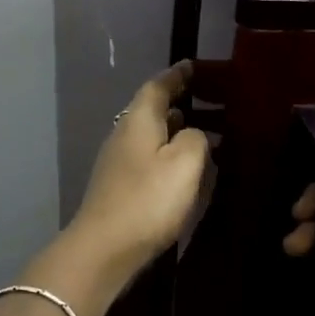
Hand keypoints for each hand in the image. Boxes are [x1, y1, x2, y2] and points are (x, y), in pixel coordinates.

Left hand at [65, 62, 210, 284]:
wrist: (104, 249)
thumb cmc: (148, 200)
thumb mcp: (185, 163)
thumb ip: (196, 139)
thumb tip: (193, 133)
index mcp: (139, 120)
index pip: (158, 86)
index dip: (177, 76)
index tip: (193, 67)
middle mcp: (124, 134)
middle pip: (152, 110)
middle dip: (179, 103)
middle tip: (210, 101)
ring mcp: (118, 162)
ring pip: (150, 136)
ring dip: (174, 131)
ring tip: (203, 134)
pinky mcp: (119, 187)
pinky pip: (148, 159)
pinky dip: (167, 155)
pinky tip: (183, 169)